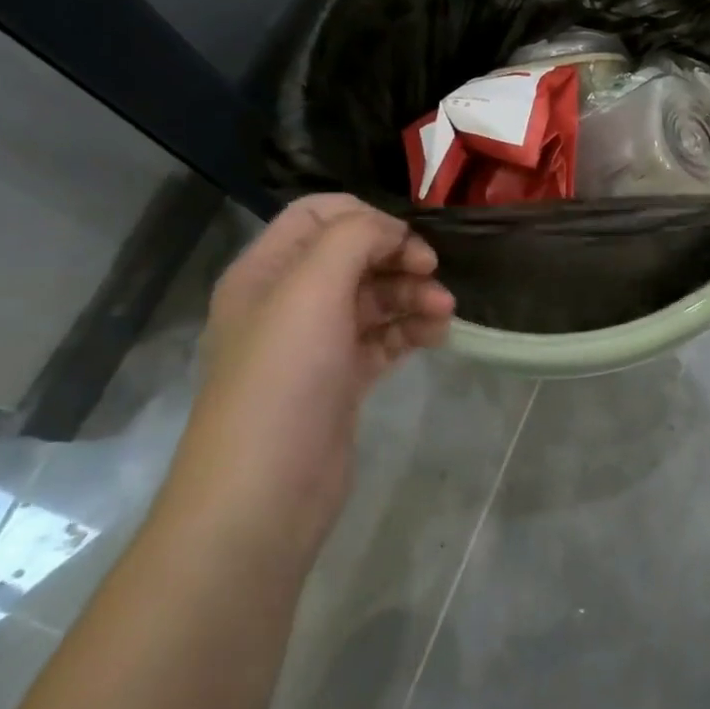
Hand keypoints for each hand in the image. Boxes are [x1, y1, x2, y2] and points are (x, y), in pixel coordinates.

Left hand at [164, 195, 453, 556]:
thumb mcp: (312, 289)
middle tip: (434, 274)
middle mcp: (288, 301)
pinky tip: (438, 336)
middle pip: (353, 255)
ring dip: (413, 295)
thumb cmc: (283, 378)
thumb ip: (354, 239)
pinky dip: (411, 330)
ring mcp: (315, 343)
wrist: (264, 493)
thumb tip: (392, 231)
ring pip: (375, 298)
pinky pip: (384, 338)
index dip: (367, 217)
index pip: (319, 214)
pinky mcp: (341, 379)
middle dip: (399, 258)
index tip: (407, 241)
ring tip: (445, 313)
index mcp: (267, 270)